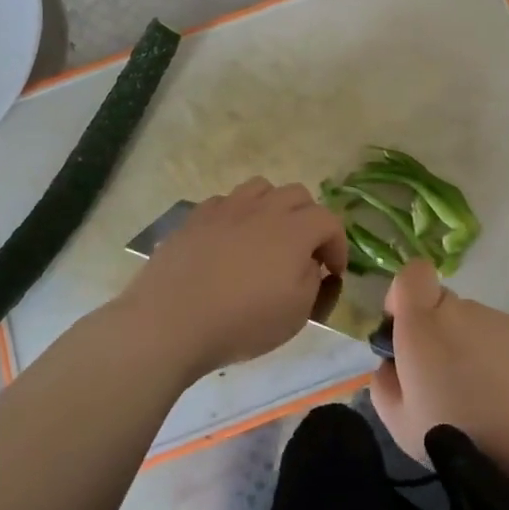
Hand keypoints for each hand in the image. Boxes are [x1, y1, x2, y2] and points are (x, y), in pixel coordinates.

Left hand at [118, 178, 346, 376]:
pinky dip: (238, 215)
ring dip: (273, 207)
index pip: (329, 220)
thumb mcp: (296, 313)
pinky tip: (230, 240)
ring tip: (267, 236)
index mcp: (294, 231)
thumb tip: (309, 262)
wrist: (170, 321)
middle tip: (304, 251)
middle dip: (309, 219)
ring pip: (261, 188)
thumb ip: (312, 279)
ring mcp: (226, 208)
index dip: (338, 245)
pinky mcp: (196, 217)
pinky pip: (226, 202)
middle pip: (298, 195)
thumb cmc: (241, 322)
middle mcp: (263, 209)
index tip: (333, 272)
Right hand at [370, 261, 508, 479]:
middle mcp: (461, 310)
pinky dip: (495, 359)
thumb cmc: (460, 431)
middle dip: (434, 331)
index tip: (402, 330)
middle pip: (441, 303)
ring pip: (471, 323)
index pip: (412, 274)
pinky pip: (499, 339)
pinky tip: (504, 398)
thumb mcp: (399, 423)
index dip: (403, 295)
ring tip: (477, 396)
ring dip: (466, 347)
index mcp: (423, 323)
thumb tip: (390, 364)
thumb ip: (384, 383)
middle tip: (438, 378)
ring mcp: (499, 320)